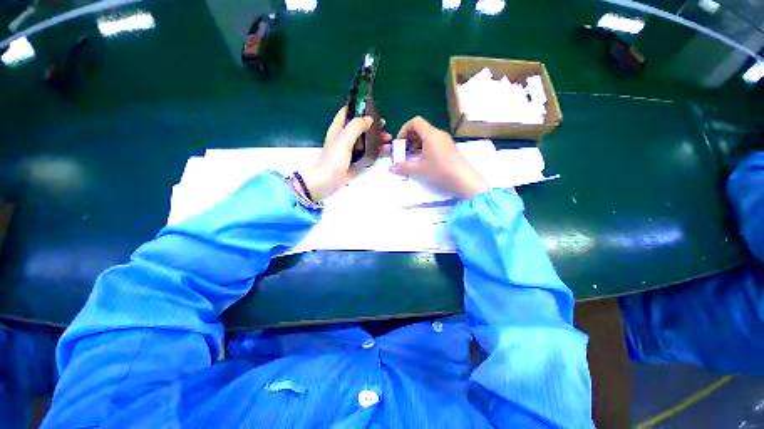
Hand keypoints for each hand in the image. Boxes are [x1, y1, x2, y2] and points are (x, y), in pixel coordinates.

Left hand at [300, 107, 390, 201]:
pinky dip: (376, 151)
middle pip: (360, 126)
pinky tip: (384, 151)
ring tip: (388, 140)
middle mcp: (345, 137)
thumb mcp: (344, 140)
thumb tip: (369, 119)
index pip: (347, 112)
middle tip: (385, 127)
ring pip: (365, 140)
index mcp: (339, 128)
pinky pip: (367, 153)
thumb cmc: (333, 159)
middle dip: (373, 125)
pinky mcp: (355, 161)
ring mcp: (351, 150)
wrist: (327, 181)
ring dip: (376, 139)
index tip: (373, 108)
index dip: (359, 108)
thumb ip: (356, 127)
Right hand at [390, 116, 488, 197]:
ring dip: (416, 144)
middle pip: (421, 128)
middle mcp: (438, 133)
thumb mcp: (419, 169)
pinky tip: (422, 160)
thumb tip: (391, 168)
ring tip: (412, 156)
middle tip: (404, 150)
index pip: (415, 121)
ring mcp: (445, 140)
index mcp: (430, 134)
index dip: (404, 129)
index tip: (400, 142)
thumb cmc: (439, 170)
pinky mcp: (449, 148)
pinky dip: (425, 147)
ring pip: (427, 136)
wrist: (462, 178)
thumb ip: (403, 167)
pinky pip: (433, 142)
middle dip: (409, 138)